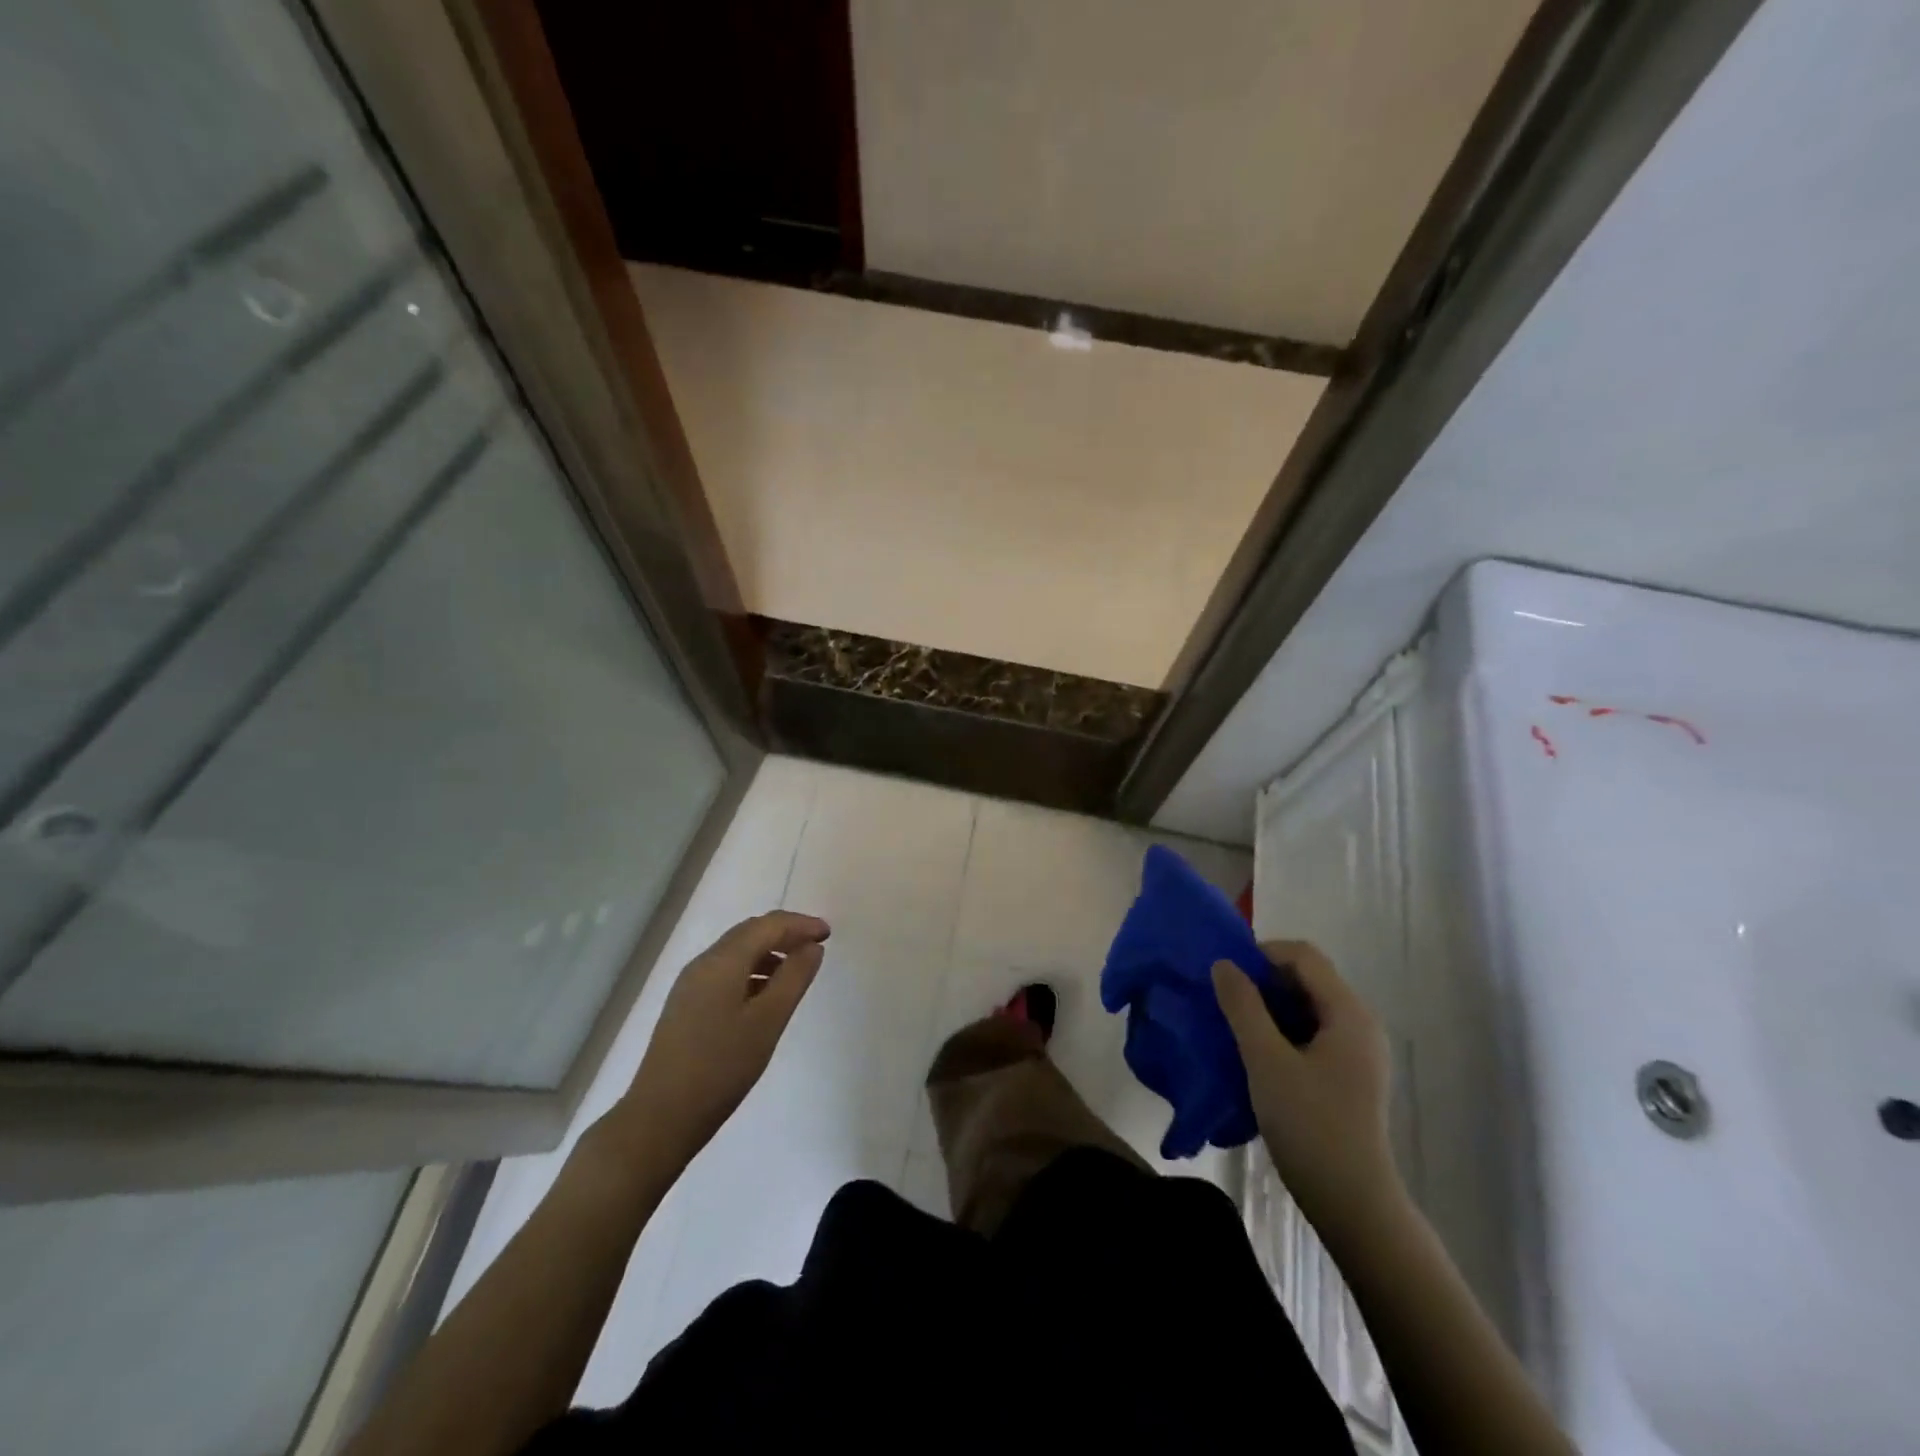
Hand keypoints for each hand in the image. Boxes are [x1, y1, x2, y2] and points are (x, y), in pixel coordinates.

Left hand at [617, 911, 829, 1167]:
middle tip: (816, 946)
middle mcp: (703, 964)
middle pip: (749, 933)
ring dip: (768, 952)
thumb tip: (812, 947)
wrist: (660, 1118)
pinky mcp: (686, 1006)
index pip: (767, 926)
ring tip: (796, 972)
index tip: (829, 934)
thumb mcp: (768, 1021)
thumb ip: (794, 978)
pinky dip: (752, 971)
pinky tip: (765, 995)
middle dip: (785, 933)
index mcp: (722, 962)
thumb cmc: (721, 1067)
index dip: (800, 924)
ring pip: (736, 953)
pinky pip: (725, 973)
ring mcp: (690, 985)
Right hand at [1213, 941, 1399, 1232]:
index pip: (1303, 955)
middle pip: (1307, 978)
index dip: (1261, 955)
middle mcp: (1360, 1023)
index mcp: (1348, 1012)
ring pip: (1307, 1007)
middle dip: (1263, 982)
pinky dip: (1282, 1031)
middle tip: (1225, 1001)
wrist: (1353, 1203)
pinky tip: (1257, 1055)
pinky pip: (1312, 1033)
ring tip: (1234, 1027)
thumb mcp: (1265, 1060)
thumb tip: (1224, 964)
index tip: (1226, 977)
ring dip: (1269, 1008)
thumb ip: (1243, 1006)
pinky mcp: (1350, 1075)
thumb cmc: (1310, 1125)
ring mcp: (1358, 1051)